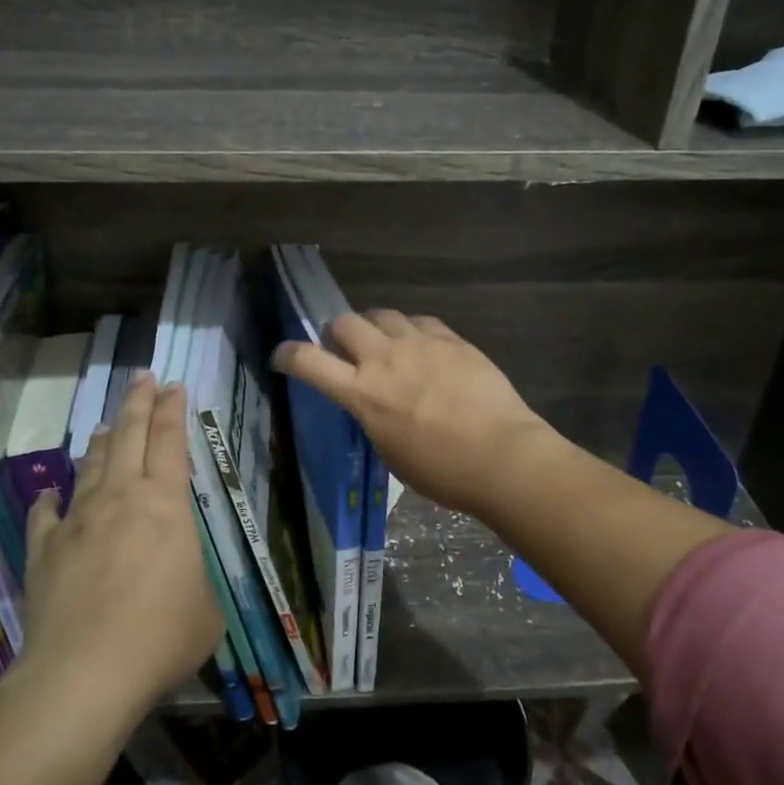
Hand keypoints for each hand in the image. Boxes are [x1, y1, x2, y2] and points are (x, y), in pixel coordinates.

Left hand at [19, 376, 223, 720]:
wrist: (84, 674)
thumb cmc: (161, 636)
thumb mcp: (206, 612)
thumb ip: (196, 586)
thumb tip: (182, 585)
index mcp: (165, 504)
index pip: (170, 441)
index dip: (173, 409)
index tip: (174, 384)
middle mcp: (120, 499)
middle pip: (129, 436)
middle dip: (138, 403)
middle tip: (143, 378)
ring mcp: (77, 522)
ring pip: (91, 466)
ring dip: (102, 442)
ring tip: (107, 425)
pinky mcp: (44, 551)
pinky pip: (46, 514)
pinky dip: (51, 499)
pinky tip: (49, 492)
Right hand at [273, 308, 557, 516]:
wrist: (501, 455)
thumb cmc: (443, 471)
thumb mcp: (391, 452)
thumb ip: (374, 418)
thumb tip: (374, 403)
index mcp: (363, 394)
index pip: (309, 362)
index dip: (289, 354)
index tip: (282, 354)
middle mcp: (384, 359)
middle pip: (345, 322)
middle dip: (337, 331)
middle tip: (346, 347)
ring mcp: (419, 344)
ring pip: (383, 314)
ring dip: (375, 326)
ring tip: (386, 342)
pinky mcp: (450, 339)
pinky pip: (421, 321)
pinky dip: (412, 330)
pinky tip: (423, 346)